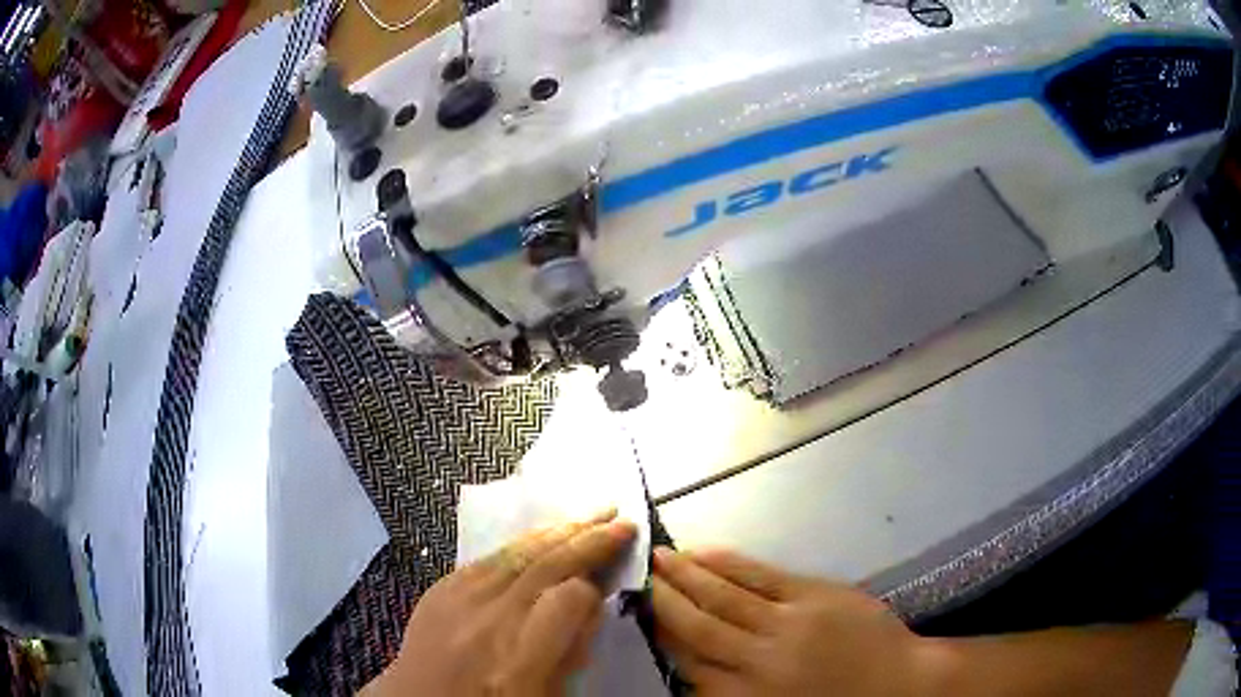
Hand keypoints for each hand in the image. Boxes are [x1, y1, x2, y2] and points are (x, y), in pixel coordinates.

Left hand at [364, 511, 637, 695]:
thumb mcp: (545, 696)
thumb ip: (571, 653)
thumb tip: (592, 607)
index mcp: (519, 660)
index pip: (569, 600)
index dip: (596, 587)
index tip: (611, 584)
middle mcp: (488, 621)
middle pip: (545, 567)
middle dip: (588, 540)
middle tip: (622, 522)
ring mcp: (458, 600)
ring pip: (515, 554)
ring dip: (557, 531)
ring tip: (590, 516)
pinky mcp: (439, 590)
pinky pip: (486, 558)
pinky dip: (520, 544)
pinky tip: (540, 536)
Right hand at [652, 547, 937, 695]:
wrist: (899, 685)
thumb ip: (730, 693)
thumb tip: (690, 670)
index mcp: (745, 695)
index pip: (688, 663)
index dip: (662, 634)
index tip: (643, 611)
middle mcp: (755, 661)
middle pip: (697, 627)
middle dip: (665, 599)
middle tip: (641, 575)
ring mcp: (784, 624)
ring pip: (722, 597)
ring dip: (688, 576)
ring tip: (661, 557)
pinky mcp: (812, 596)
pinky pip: (759, 577)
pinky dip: (728, 564)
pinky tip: (705, 553)